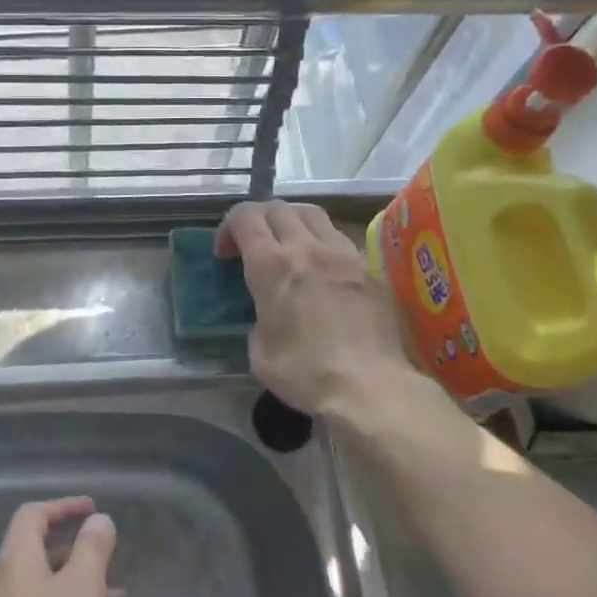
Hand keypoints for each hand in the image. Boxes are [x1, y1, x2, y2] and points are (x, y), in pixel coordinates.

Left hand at [0, 498, 124, 596]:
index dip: (63, 506)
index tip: (92, 509)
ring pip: (45, 586)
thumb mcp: (83, 589)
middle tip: (106, 554)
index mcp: (16, 559)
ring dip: (78, 585)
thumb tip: (99, 520)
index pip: (33, 514)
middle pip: (38, 549)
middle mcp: (3, 582)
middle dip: (76, 548)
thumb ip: (93, 549)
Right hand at [215, 200, 438, 430]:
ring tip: (288, 247)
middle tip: (252, 245)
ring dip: (291, 223)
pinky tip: (322, 269)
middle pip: (278, 208)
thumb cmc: (306, 373)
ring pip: (312, 215)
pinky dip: (321, 243)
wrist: (371, 388)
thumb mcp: (259, 352)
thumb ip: (258, 317)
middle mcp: (307, 249)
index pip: (245, 218)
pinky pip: (339, 238)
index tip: (225, 254)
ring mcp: (343, 254)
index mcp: (273, 266)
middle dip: (258, 220)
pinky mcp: (369, 269)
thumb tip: (269, 312)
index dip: (228, 228)